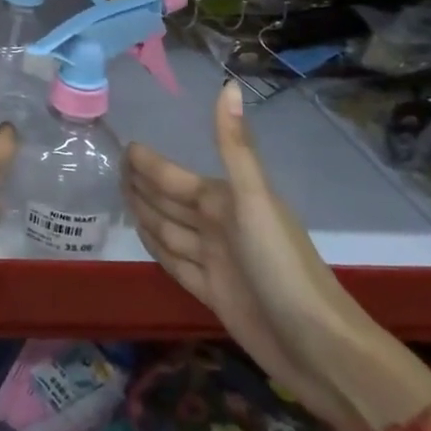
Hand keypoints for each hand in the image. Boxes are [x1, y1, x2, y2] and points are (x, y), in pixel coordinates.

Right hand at [127, 81, 420, 430]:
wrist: (317, 347)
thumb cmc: (282, 266)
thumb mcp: (254, 200)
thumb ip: (234, 146)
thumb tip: (229, 83)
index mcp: (225, 201)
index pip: (175, 177)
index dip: (150, 164)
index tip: (124, 147)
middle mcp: (218, 226)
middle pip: (170, 201)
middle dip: (144, 184)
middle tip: (113, 168)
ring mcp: (215, 261)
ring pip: (169, 230)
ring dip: (146, 213)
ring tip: (122, 197)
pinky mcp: (212, 294)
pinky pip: (174, 262)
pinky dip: (158, 248)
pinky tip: (145, 239)